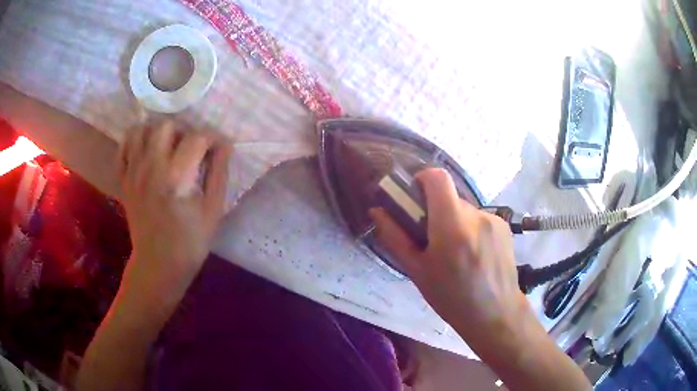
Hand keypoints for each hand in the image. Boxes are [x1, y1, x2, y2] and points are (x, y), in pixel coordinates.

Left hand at [117, 122, 231, 315]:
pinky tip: (144, 153)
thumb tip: (225, 145)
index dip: (212, 138)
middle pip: (165, 125)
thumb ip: (219, 173)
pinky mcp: (123, 181)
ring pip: (140, 130)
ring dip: (155, 133)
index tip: (217, 148)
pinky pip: (122, 149)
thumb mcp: (214, 210)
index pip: (197, 138)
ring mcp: (133, 173)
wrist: (159, 265)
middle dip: (181, 132)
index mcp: (177, 177)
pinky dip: (133, 143)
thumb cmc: (190, 241)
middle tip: (188, 150)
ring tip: (165, 148)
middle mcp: (151, 168)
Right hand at [370, 168, 529, 340]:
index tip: (415, 199)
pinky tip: (473, 255)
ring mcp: (494, 219)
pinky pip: (480, 219)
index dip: (423, 179)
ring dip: (455, 222)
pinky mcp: (505, 226)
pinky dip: (471, 229)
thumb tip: (377, 211)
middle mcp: (476, 215)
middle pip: (450, 197)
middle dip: (437, 211)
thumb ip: (395, 237)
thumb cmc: (451, 298)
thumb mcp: (417, 271)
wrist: (495, 314)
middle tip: (432, 240)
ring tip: (456, 253)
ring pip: (465, 210)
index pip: (437, 177)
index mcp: (452, 225)